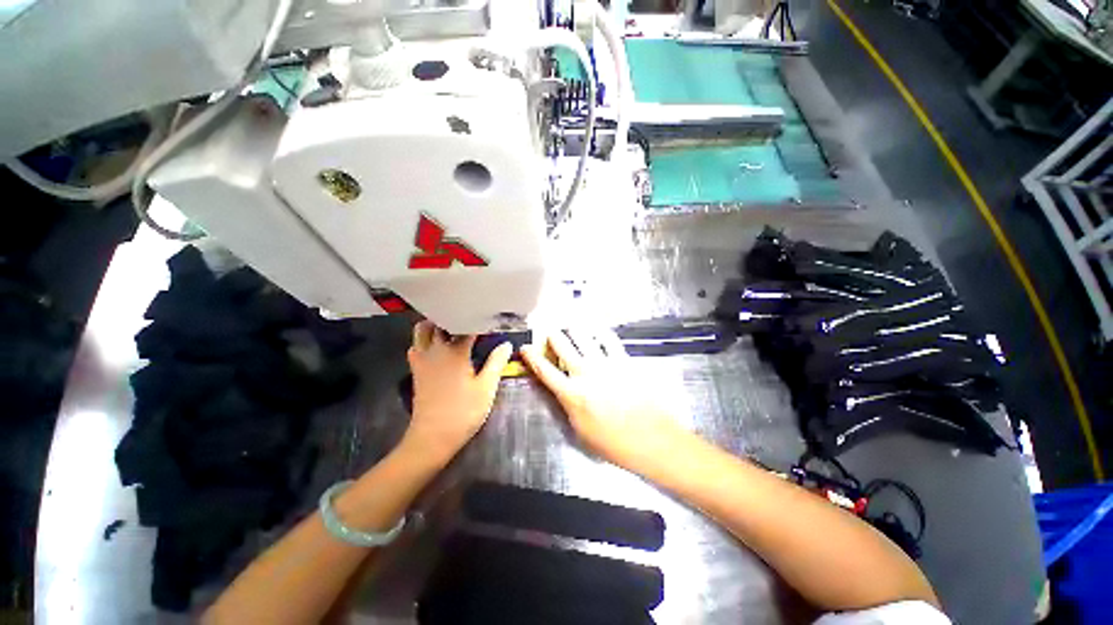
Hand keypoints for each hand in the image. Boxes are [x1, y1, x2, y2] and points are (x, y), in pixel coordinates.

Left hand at [402, 321, 511, 464]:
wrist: (432, 437)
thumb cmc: (463, 411)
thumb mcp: (487, 387)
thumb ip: (496, 362)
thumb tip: (506, 344)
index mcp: (455, 351)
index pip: (466, 327)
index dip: (479, 322)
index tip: (490, 320)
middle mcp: (435, 350)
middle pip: (439, 322)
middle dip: (454, 317)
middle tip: (471, 321)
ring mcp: (422, 360)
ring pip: (422, 332)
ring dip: (436, 326)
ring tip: (454, 329)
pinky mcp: (416, 370)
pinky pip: (416, 346)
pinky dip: (425, 340)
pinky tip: (439, 348)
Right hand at [520, 329, 683, 470]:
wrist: (650, 437)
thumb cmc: (613, 442)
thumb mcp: (580, 430)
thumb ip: (568, 406)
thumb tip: (562, 391)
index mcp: (571, 394)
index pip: (544, 371)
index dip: (532, 357)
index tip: (525, 347)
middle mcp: (584, 373)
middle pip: (562, 346)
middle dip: (552, 336)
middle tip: (551, 333)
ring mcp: (604, 364)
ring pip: (583, 337)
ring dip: (573, 329)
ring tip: (570, 324)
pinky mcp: (623, 360)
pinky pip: (608, 339)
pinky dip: (600, 331)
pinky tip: (596, 327)